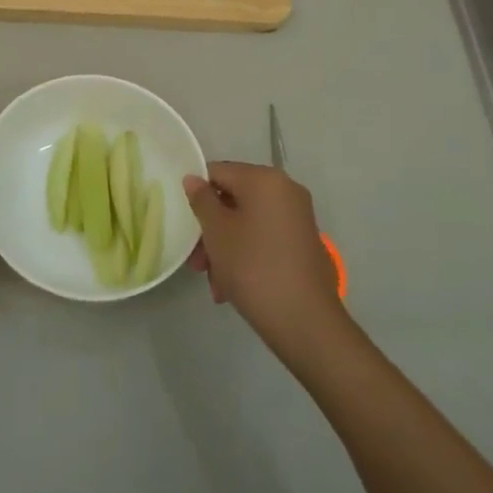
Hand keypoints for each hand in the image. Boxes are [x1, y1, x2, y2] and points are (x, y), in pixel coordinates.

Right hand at [183, 162, 343, 350]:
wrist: (305, 321)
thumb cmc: (253, 267)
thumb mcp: (217, 232)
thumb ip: (201, 200)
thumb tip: (193, 178)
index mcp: (265, 179)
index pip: (218, 172)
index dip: (197, 195)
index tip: (186, 224)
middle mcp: (285, 190)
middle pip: (233, 200)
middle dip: (211, 230)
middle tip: (197, 263)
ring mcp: (297, 217)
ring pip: (247, 223)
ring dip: (225, 248)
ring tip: (214, 284)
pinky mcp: (302, 243)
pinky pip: (264, 238)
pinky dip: (246, 255)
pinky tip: (231, 288)